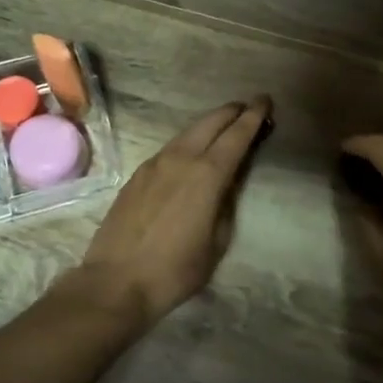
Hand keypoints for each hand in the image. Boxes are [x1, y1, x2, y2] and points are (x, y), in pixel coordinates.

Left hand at [80, 97, 272, 325]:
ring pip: (188, 132)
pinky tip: (192, 150)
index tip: (265, 101)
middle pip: (210, 122)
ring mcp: (155, 164)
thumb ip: (226, 204)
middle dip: (232, 112)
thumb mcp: (217, 242)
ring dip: (209, 124)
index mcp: (207, 175)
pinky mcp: (137, 175)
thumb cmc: (175, 270)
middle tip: (248, 108)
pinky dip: (189, 140)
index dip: (253, 116)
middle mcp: (181, 159)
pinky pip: (170, 147)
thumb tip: (227, 183)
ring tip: (224, 125)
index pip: (236, 135)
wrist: (116, 281)